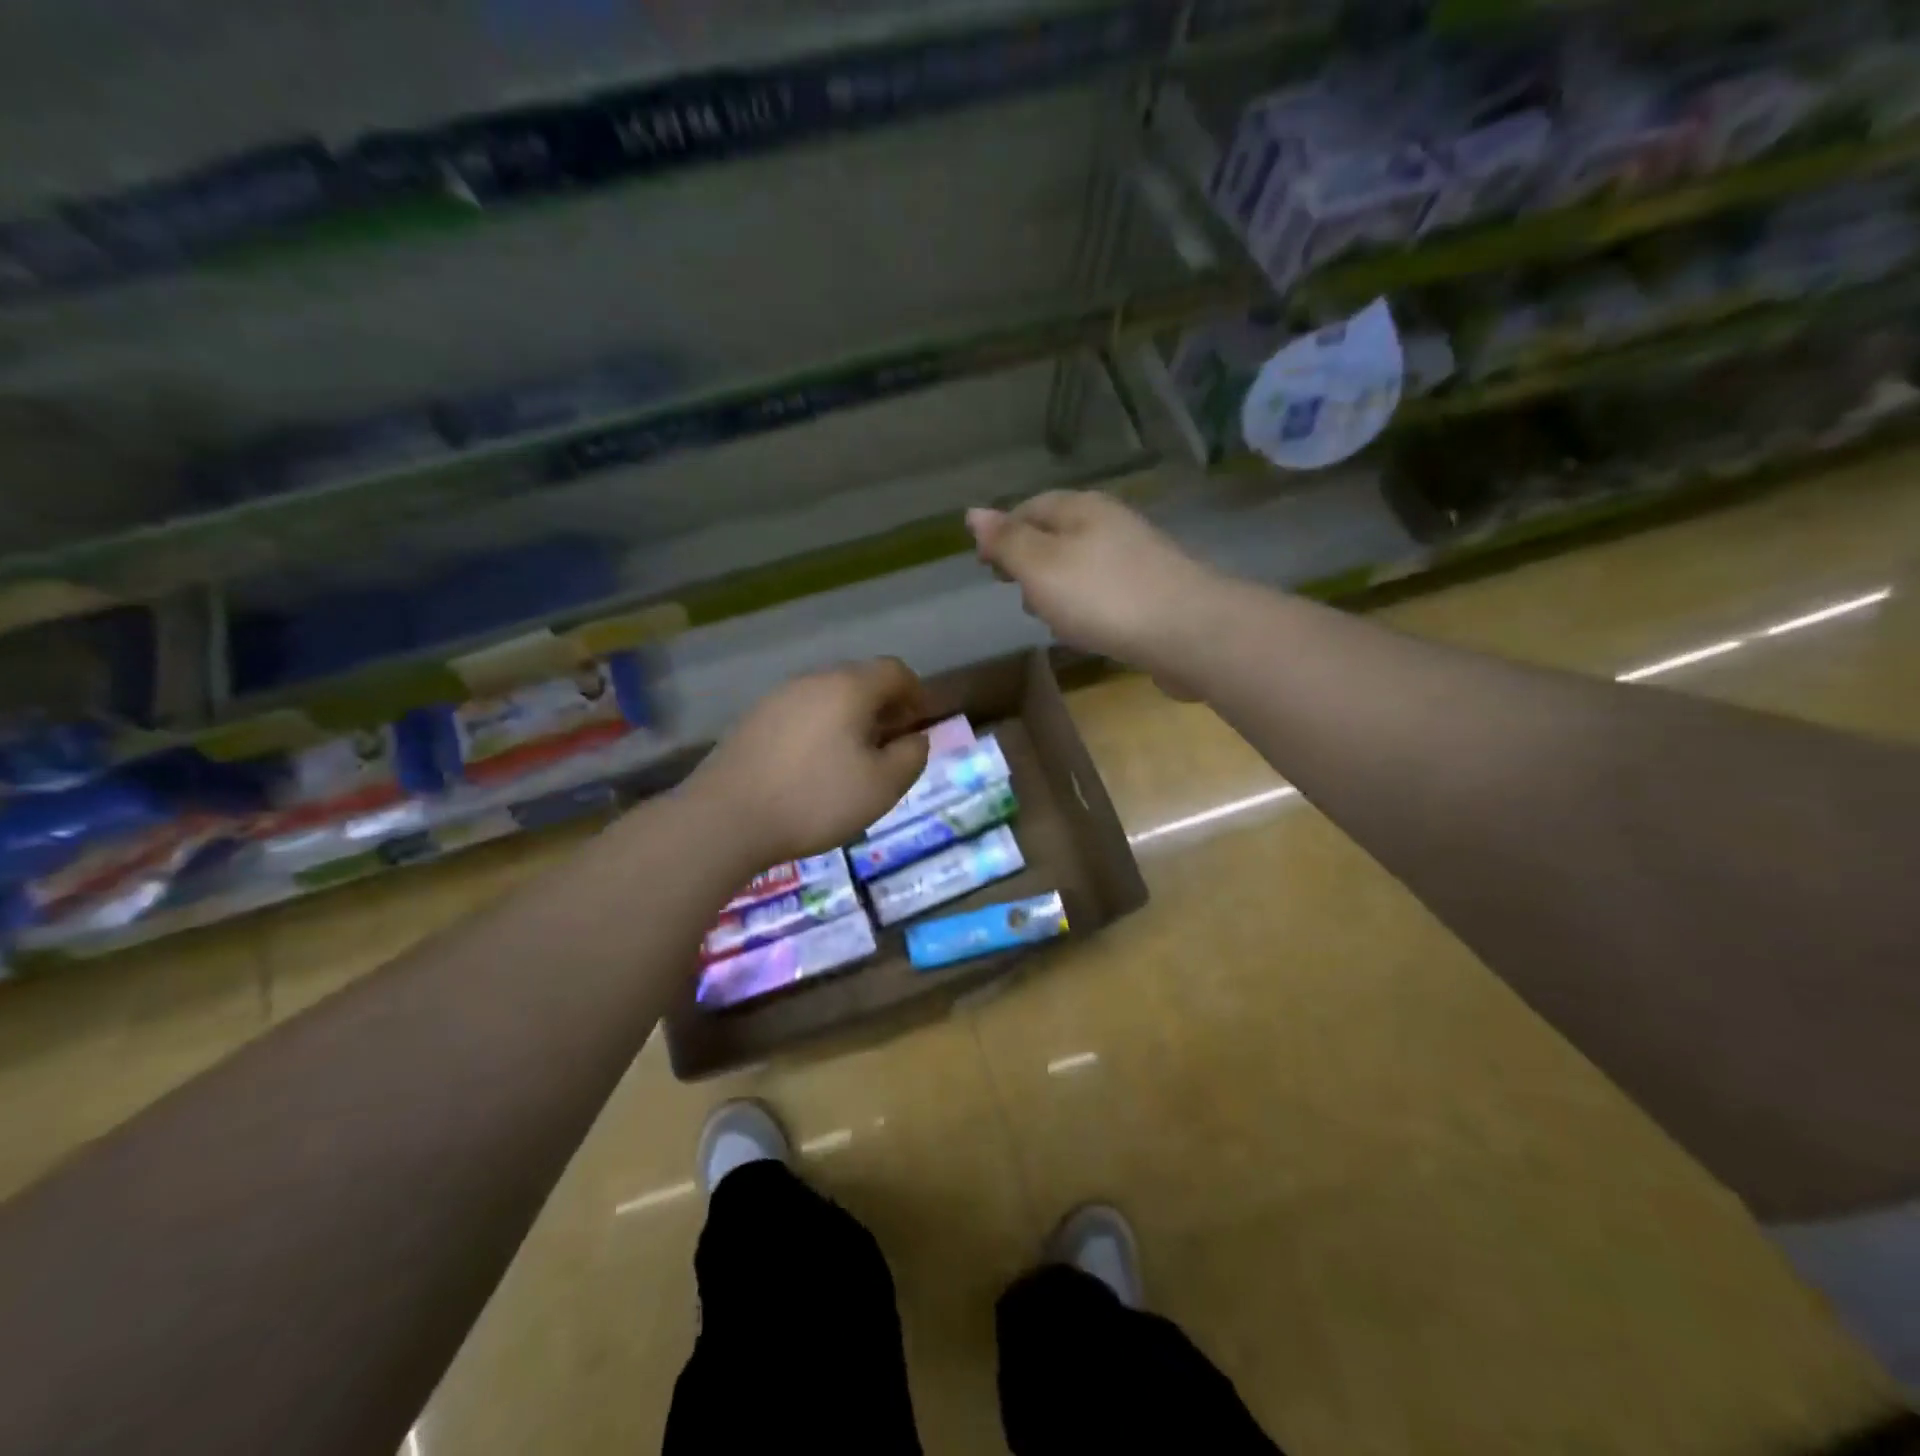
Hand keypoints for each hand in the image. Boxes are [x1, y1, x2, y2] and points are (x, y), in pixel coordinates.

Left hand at [690, 659, 932, 865]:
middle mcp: (812, 681)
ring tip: (853, 759)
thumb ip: (911, 756)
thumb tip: (915, 739)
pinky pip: (800, 715)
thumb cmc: (816, 799)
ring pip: (827, 698)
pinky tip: (814, 767)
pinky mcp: (752, 721)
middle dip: (883, 707)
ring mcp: (777, 698)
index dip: (915, 693)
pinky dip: (819, 731)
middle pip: (859, 680)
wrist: (727, 818)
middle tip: (890, 744)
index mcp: (849, 687)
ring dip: (849, 720)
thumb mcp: (883, 786)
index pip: (894, 670)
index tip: (919, 724)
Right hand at [966, 492, 1222, 681]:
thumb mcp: (1040, 566)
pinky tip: (1088, 632)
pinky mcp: (1152, 590)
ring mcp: (1136, 557)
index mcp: (1080, 508)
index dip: (1001, 536)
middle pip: (1056, 537)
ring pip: (1080, 568)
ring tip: (1053, 622)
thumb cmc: (1103, 596)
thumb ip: (1006, 541)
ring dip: (1059, 592)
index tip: (985, 569)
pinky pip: (1105, 593)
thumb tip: (972, 513)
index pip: (1028, 509)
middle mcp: (1110, 523)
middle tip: (1018, 597)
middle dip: (1031, 566)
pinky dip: (1088, 608)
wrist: (1188, 631)